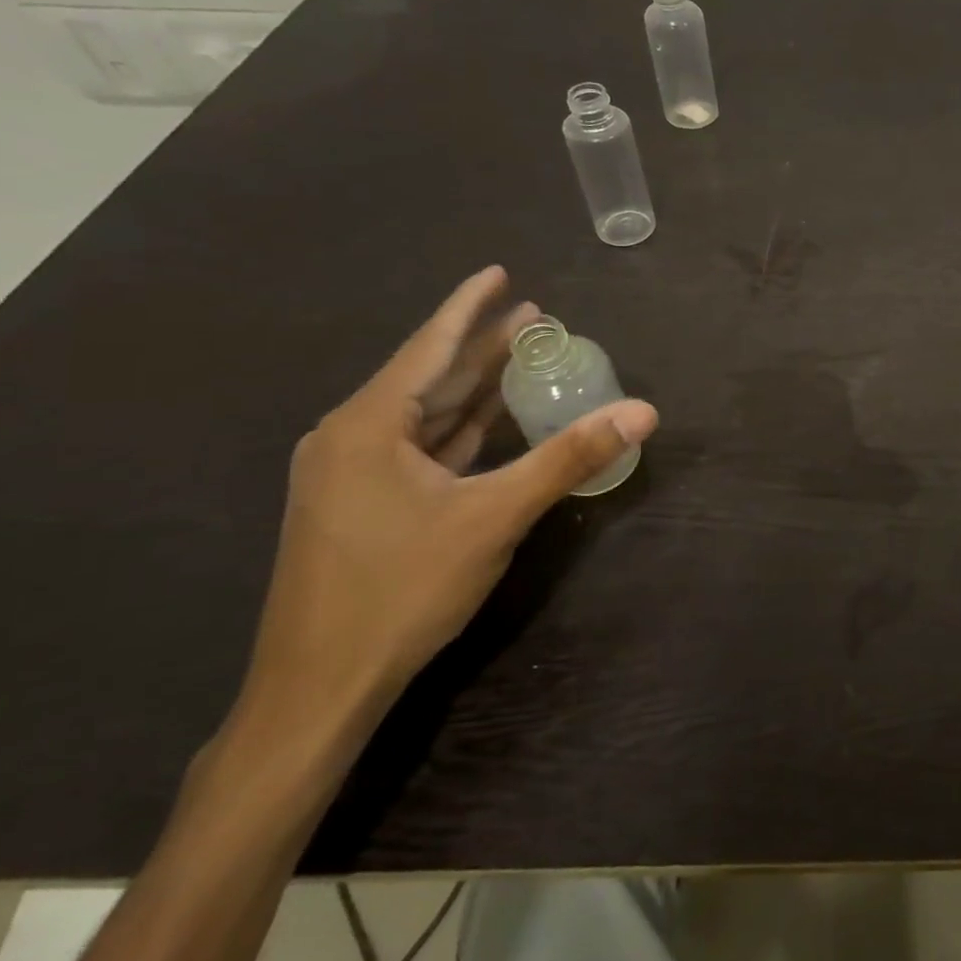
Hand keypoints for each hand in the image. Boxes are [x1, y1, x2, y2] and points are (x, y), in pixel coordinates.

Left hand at [233, 267, 658, 748]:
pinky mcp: (359, 505)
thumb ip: (569, 458)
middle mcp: (349, 438)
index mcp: (367, 426)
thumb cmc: (402, 590)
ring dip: (472, 387)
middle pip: (429, 376)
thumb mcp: (495, 517)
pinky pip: (417, 448)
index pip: (430, 346)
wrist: (318, 688)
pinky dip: (458, 429)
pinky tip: (488, 421)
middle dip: (481, 345)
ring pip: (423, 414)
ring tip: (519, 355)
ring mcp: (349, 475)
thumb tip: (642, 412)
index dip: (469, 306)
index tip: (500, 272)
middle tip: (534, 315)